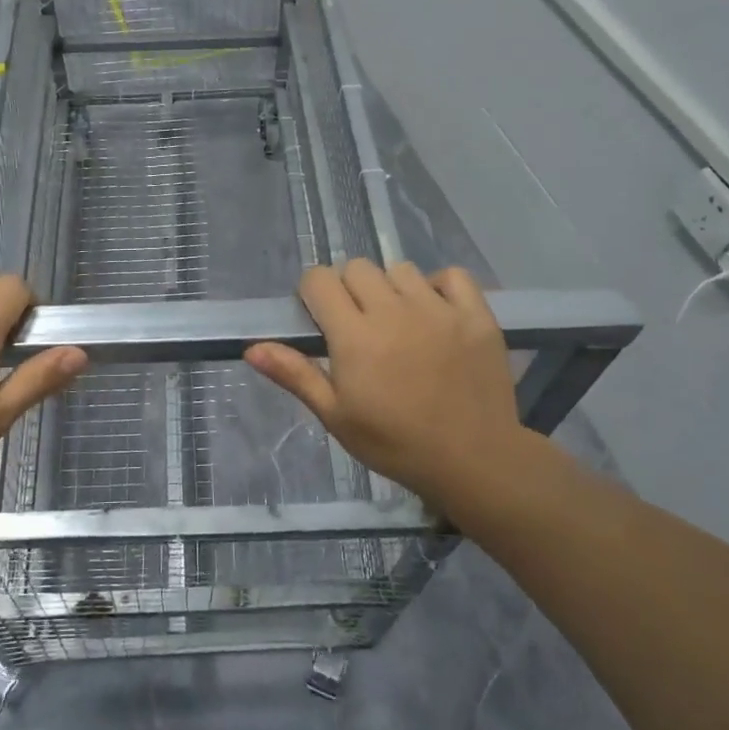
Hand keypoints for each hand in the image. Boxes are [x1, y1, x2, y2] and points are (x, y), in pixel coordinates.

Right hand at [244, 261, 557, 513]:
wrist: (474, 461)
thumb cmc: (395, 443)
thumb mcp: (336, 416)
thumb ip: (295, 375)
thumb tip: (252, 348)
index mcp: (354, 335)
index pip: (319, 279)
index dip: (313, 293)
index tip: (321, 319)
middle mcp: (394, 311)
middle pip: (357, 268)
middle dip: (349, 289)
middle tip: (359, 325)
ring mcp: (439, 309)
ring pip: (401, 269)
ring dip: (391, 288)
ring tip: (399, 322)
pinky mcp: (476, 315)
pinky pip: (451, 276)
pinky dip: (440, 286)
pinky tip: (436, 313)